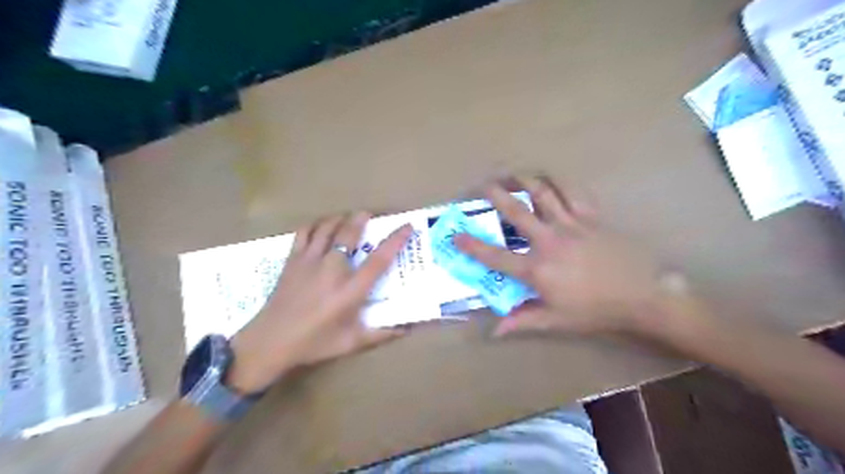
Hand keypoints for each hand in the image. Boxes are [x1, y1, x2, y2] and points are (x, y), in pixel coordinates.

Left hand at [223, 213, 408, 393]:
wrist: (270, 342)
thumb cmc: (314, 343)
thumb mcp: (351, 343)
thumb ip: (380, 334)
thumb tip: (406, 329)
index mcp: (349, 291)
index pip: (378, 260)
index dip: (395, 241)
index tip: (407, 226)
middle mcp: (331, 270)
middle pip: (349, 234)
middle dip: (361, 219)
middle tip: (368, 214)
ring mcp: (309, 262)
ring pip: (326, 228)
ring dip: (339, 219)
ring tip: (346, 217)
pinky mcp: (292, 261)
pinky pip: (304, 233)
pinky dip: (314, 225)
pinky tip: (320, 226)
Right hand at [455, 175, 692, 335]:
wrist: (643, 294)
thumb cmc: (596, 310)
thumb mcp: (556, 320)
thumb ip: (522, 321)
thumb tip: (494, 331)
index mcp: (537, 269)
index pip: (495, 256)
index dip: (472, 246)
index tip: (455, 234)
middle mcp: (549, 240)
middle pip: (517, 211)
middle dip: (496, 195)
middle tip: (484, 184)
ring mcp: (571, 224)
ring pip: (543, 193)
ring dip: (525, 180)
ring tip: (513, 173)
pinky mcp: (591, 216)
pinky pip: (573, 192)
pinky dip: (560, 182)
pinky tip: (551, 178)